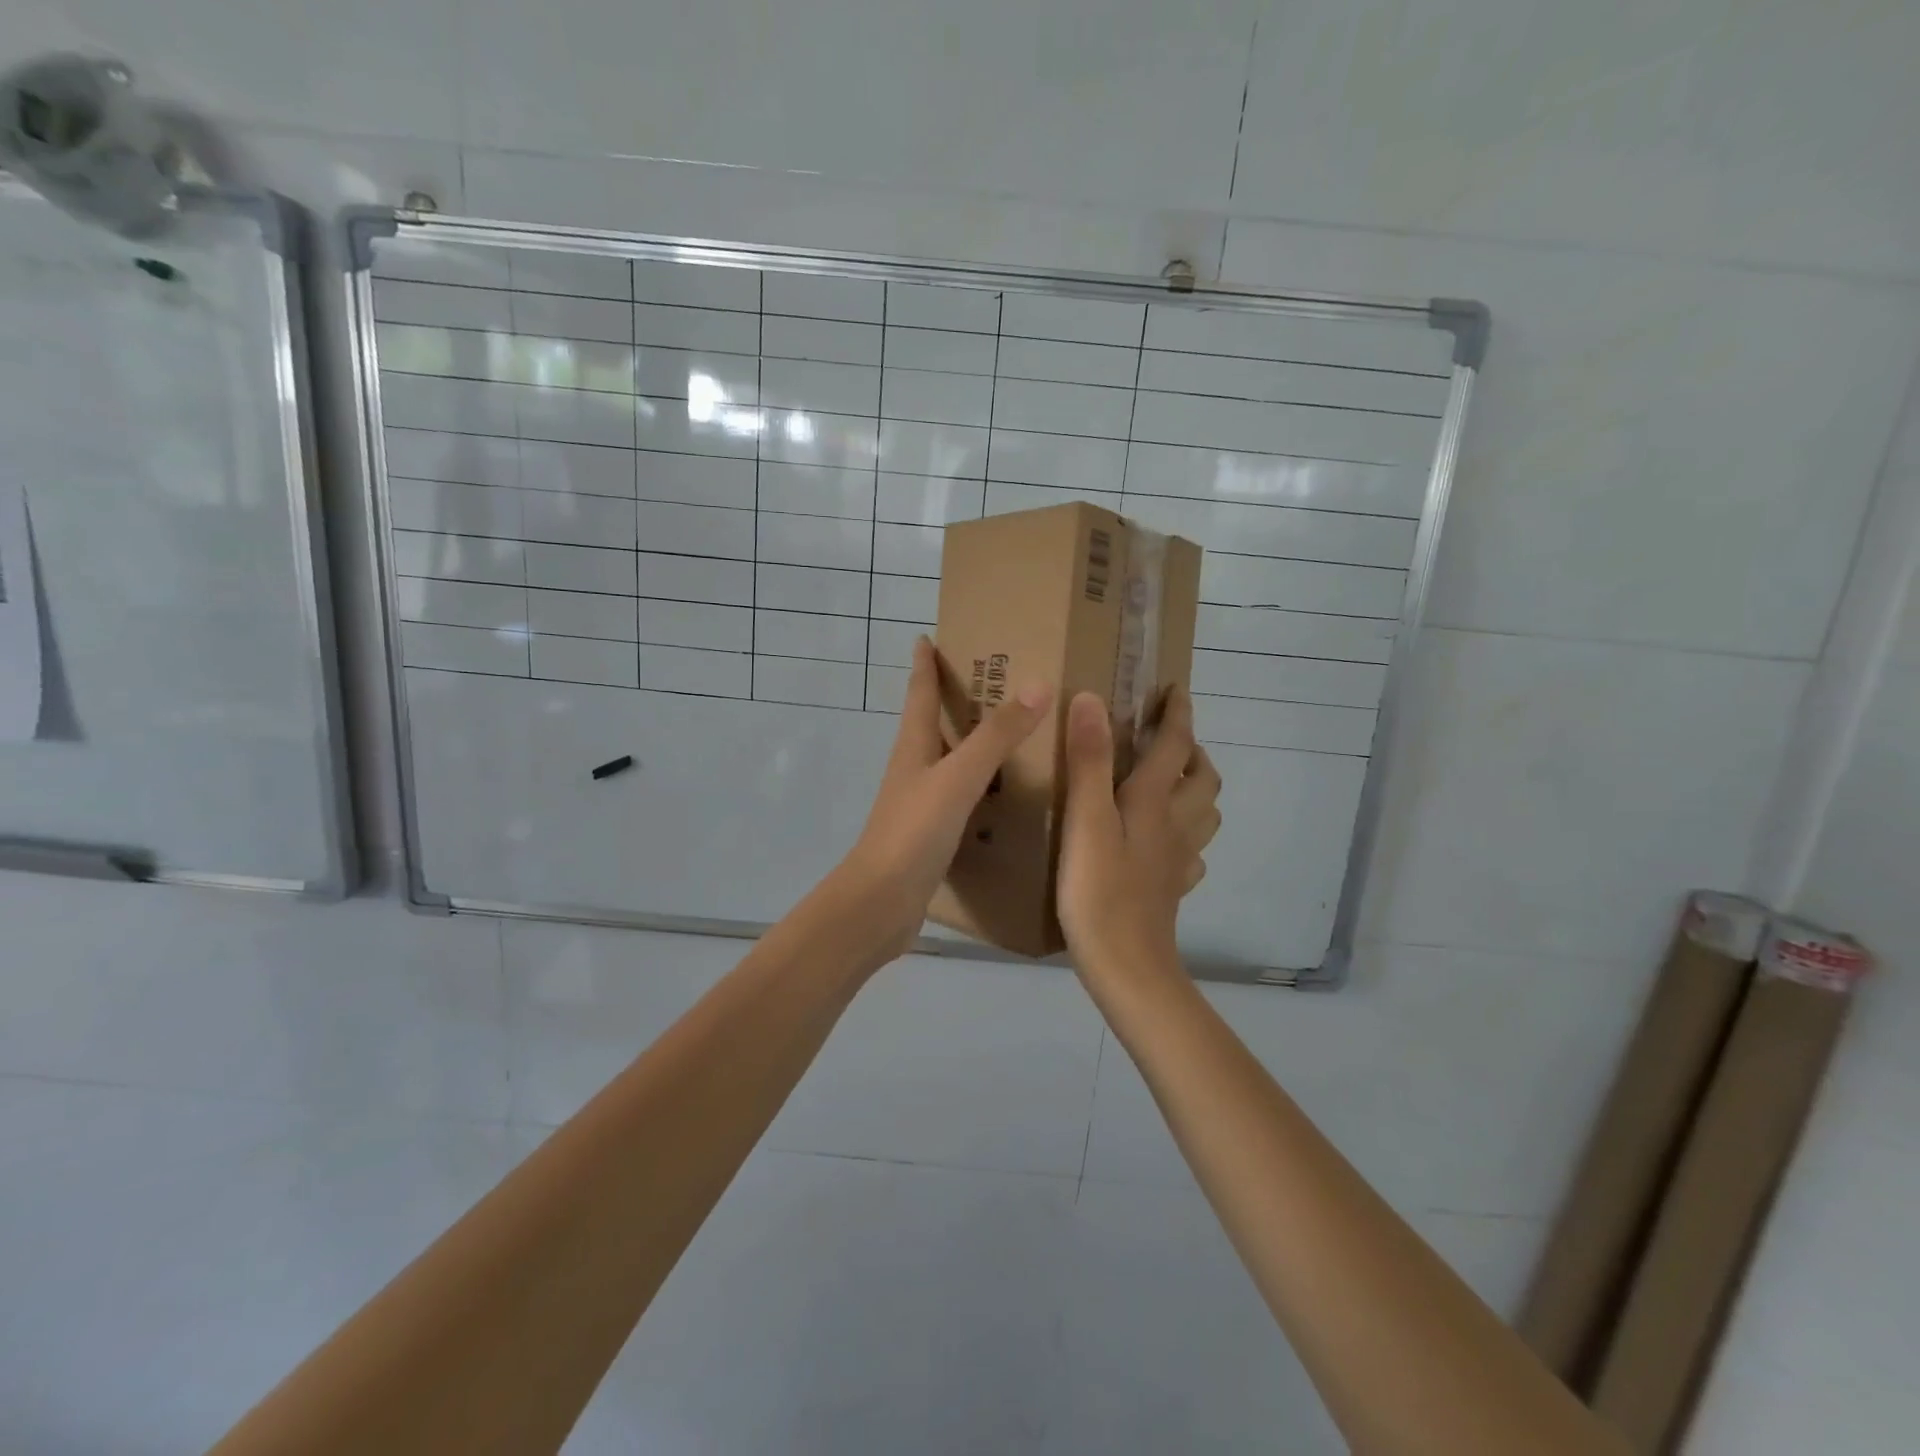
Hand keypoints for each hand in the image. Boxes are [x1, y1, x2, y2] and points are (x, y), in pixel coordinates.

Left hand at [831, 636, 1052, 964]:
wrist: (881, 903)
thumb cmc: (913, 832)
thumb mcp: (958, 777)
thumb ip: (996, 735)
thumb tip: (1037, 685)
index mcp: (913, 745)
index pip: (918, 692)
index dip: (924, 663)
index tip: (928, 636)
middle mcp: (914, 767)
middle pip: (932, 722)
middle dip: (955, 697)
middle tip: (995, 679)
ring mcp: (920, 802)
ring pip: (948, 759)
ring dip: (970, 741)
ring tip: (1011, 731)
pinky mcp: (930, 832)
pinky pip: (960, 795)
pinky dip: (980, 783)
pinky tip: (1006, 792)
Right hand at [1057, 686, 1221, 979]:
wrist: (1125, 965)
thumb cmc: (1099, 890)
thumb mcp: (1086, 819)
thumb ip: (1089, 759)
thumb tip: (1091, 698)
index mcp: (1155, 801)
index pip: (1175, 744)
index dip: (1177, 712)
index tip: (1174, 687)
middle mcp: (1175, 825)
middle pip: (1204, 779)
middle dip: (1192, 751)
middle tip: (1166, 740)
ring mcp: (1177, 860)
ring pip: (1204, 814)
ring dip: (1194, 789)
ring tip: (1166, 782)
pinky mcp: (1170, 888)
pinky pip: (1190, 852)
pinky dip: (1183, 834)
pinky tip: (1160, 842)